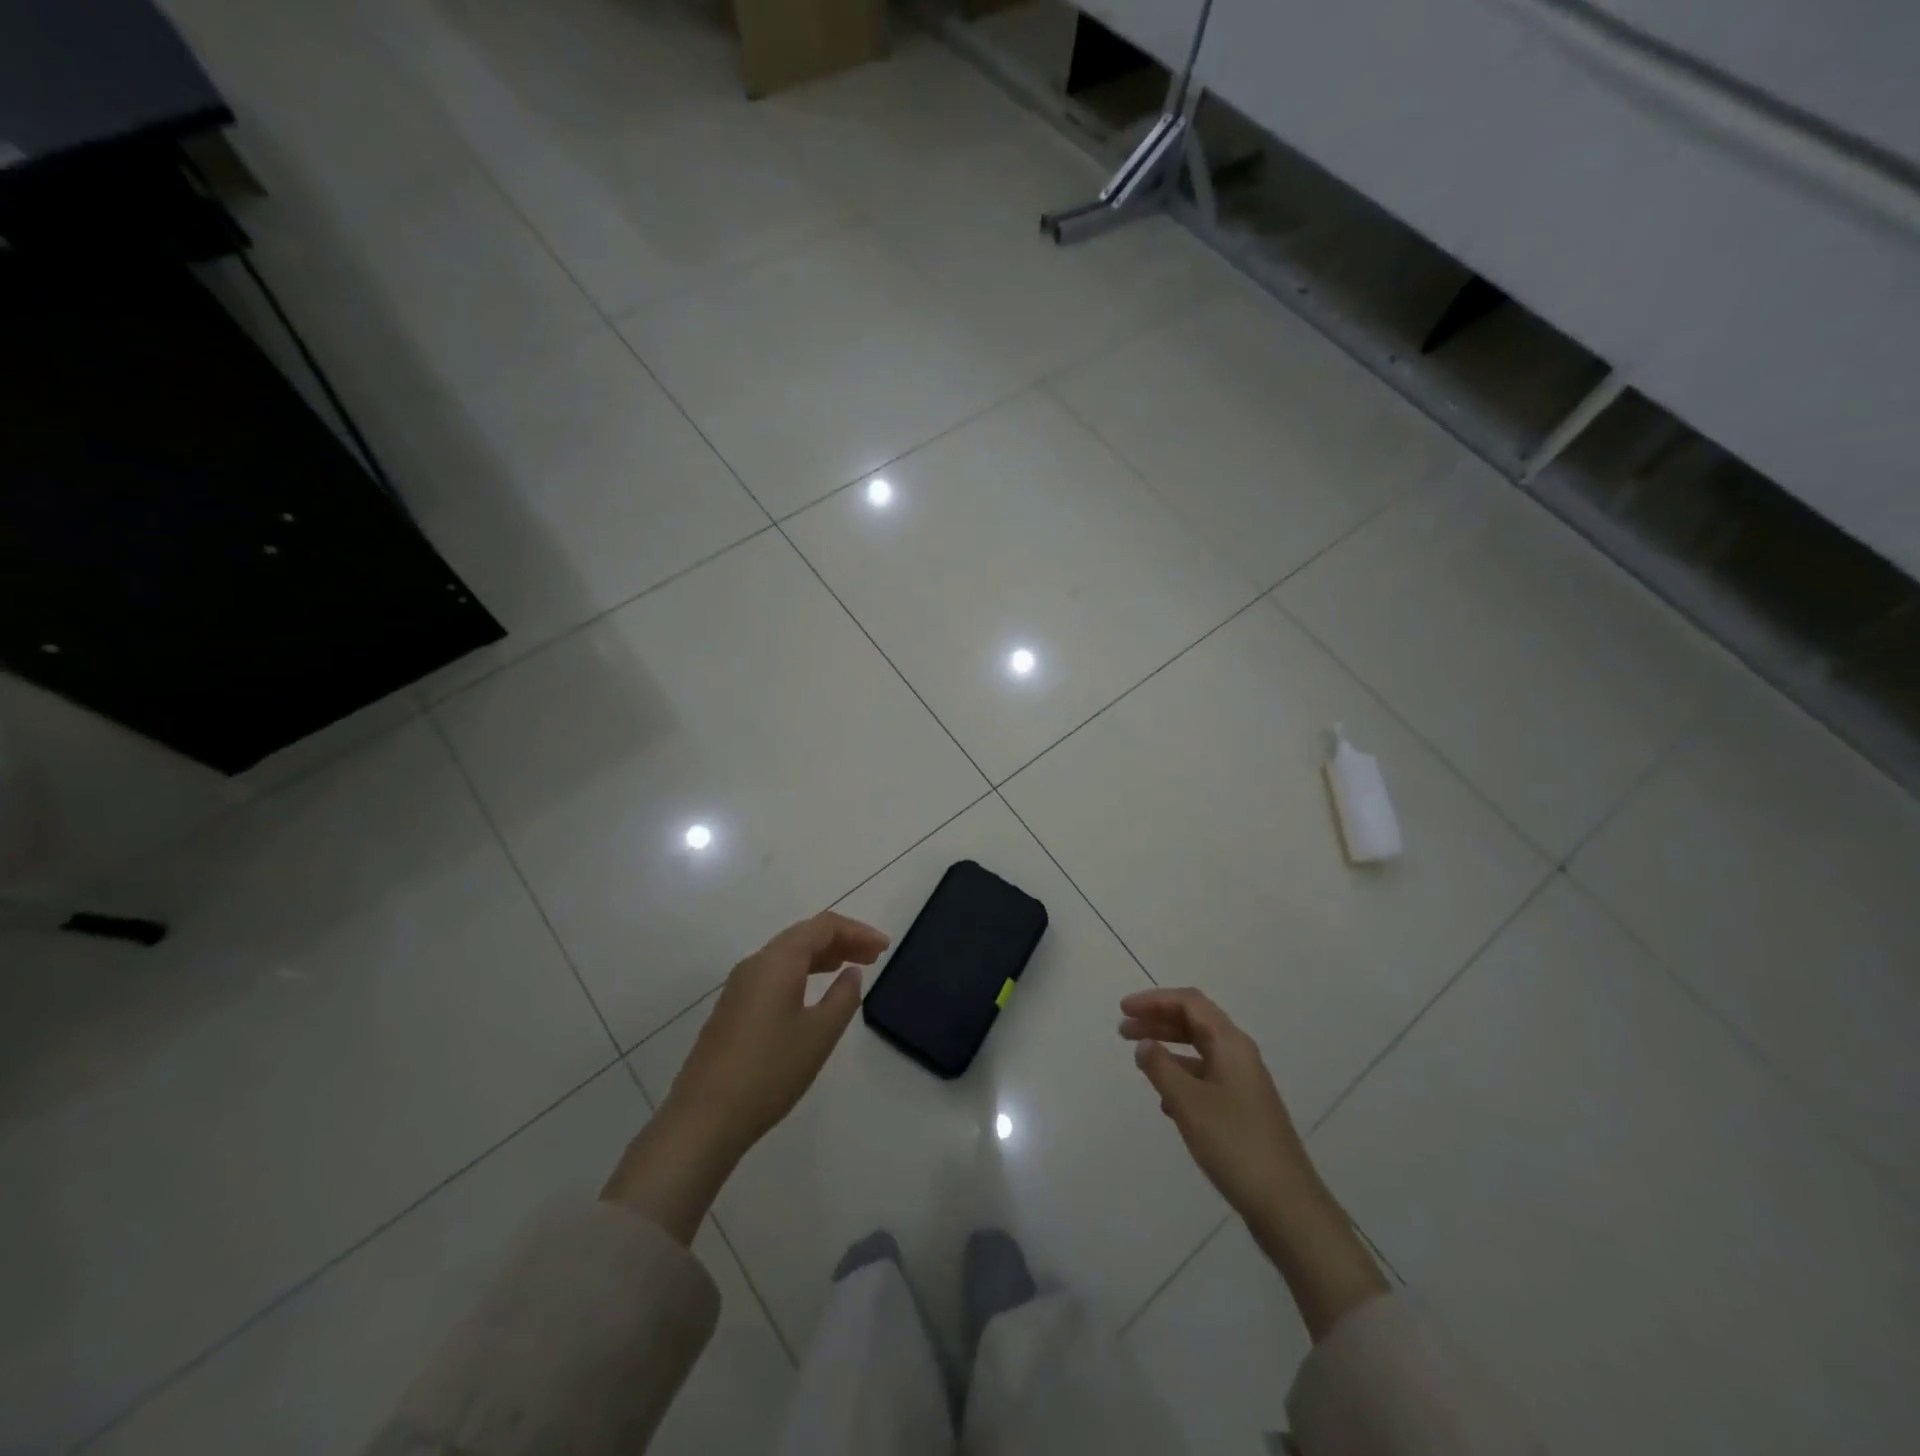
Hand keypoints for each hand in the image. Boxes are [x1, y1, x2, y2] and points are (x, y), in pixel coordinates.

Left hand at [603, 912, 888, 1241]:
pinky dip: (803, 972)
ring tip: (852, 969)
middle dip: (842, 940)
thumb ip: (843, 998)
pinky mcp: (733, 1008)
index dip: (858, 931)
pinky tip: (814, 992)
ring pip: (788, 954)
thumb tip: (852, 973)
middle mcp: (756, 963)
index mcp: (778, 961)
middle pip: (804, 935)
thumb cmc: (770, 1071)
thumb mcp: (819, 1035)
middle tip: (875, 956)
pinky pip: (775, 974)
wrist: (704, 1118)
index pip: (824, 926)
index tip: (885, 947)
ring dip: (823, 956)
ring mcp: (740, 986)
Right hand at [1121, 987, 1388, 1338]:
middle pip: (1194, 1022)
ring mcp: (1243, 1083)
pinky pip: (1206, 1077)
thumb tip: (1144, 1044)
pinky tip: (1165, 1100)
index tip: (1123, 1010)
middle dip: (1158, 1021)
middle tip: (1123, 1030)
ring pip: (1199, 1050)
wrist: (1287, 1206)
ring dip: (1168, 1047)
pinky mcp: (1243, 1110)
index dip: (1154, 1000)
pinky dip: (1181, 1076)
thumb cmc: (1235, 1144)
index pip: (1189, 1003)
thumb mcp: (1189, 1103)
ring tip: (1139, 1059)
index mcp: (1231, 1044)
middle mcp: (1240, 1055)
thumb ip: (1161, 1068)